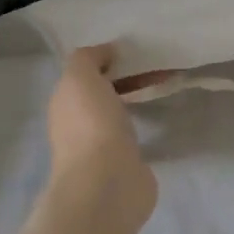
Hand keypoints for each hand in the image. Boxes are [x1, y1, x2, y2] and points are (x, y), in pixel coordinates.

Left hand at [45, 45, 157, 223]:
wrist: (107, 183)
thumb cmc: (91, 125)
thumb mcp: (80, 77)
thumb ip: (88, 58)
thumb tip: (107, 52)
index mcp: (65, 104)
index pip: (85, 74)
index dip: (109, 60)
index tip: (136, 50)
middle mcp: (79, 124)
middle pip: (104, 92)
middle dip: (128, 77)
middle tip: (158, 63)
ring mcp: (103, 146)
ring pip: (121, 111)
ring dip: (139, 96)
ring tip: (167, 82)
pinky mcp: (126, 163)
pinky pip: (136, 132)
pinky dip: (148, 120)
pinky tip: (164, 111)